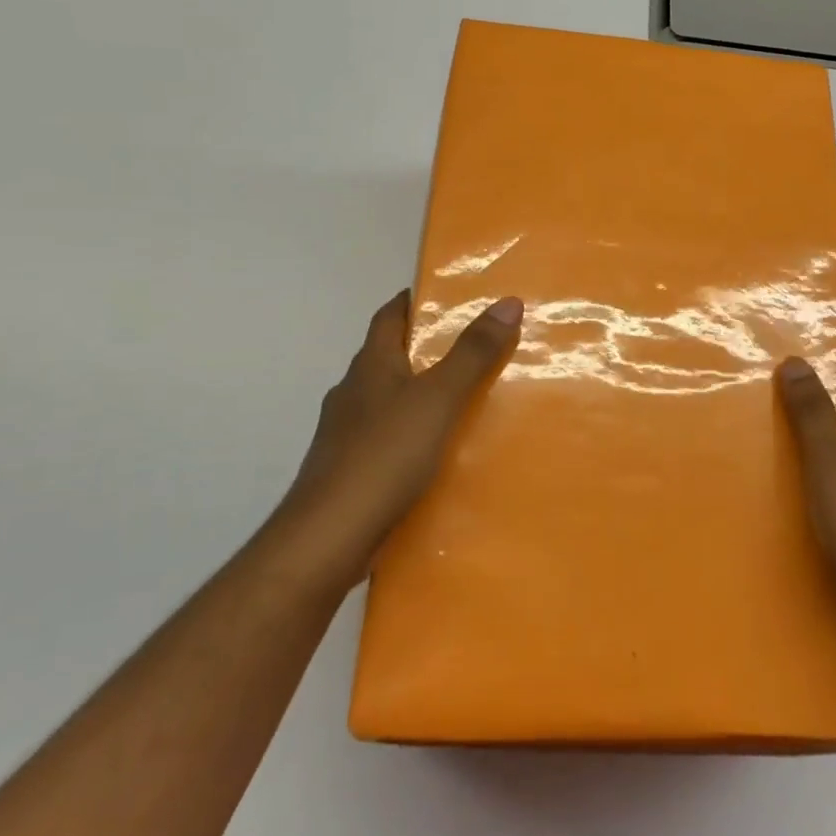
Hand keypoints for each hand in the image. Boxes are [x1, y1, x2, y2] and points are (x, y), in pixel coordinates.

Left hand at [270, 290, 521, 591]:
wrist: (328, 537)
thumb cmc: (384, 455)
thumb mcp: (439, 398)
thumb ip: (473, 353)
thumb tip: (507, 301)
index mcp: (370, 365)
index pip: (389, 316)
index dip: (413, 302)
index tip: (447, 298)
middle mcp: (353, 392)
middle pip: (388, 357)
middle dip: (424, 349)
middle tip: (472, 348)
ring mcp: (345, 434)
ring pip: (387, 400)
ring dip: (418, 394)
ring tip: (462, 401)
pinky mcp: (349, 471)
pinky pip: (386, 439)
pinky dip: (411, 434)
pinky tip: (436, 453)